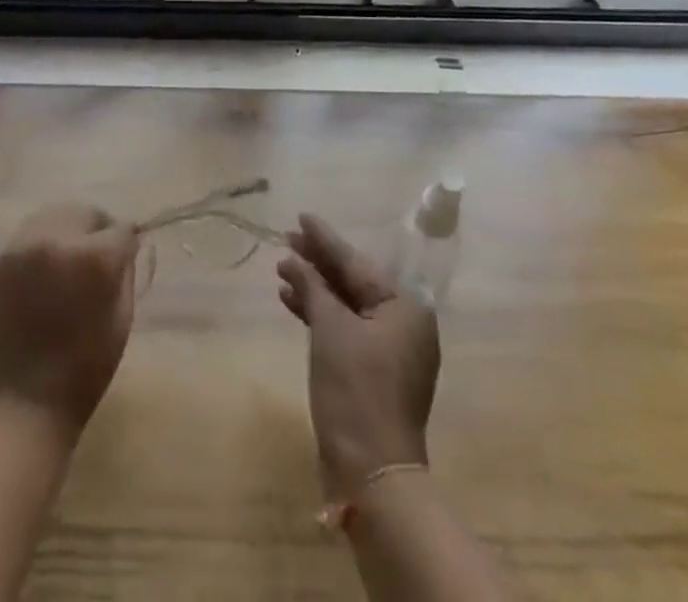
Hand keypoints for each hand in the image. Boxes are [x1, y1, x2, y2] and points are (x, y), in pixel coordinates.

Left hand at [0, 204, 140, 435]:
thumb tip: (125, 245)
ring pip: (52, 217)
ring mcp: (19, 247)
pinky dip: (39, 248)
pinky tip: (40, 278)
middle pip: (84, 213)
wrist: (17, 408)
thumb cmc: (81, 374)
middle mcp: (54, 239)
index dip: (127, 243)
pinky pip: (26, 238)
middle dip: (95, 230)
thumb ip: (125, 273)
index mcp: (91, 258)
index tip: (125, 256)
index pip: (120, 229)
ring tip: (67, 263)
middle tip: (96, 258)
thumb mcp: (121, 322)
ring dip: (66, 233)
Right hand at [278, 214, 439, 497]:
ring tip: (282, 269)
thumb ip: (311, 286)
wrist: (371, 471)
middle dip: (318, 263)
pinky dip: (320, 315)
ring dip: (315, 288)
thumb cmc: (356, 388)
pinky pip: (345, 329)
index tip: (301, 216)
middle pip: (354, 281)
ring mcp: (390, 350)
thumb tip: (292, 259)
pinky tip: (292, 301)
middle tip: (286, 239)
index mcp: (405, 307)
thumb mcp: (330, 328)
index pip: (356, 262)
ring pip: (347, 305)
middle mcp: (404, 323)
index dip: (325, 239)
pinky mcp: (374, 372)